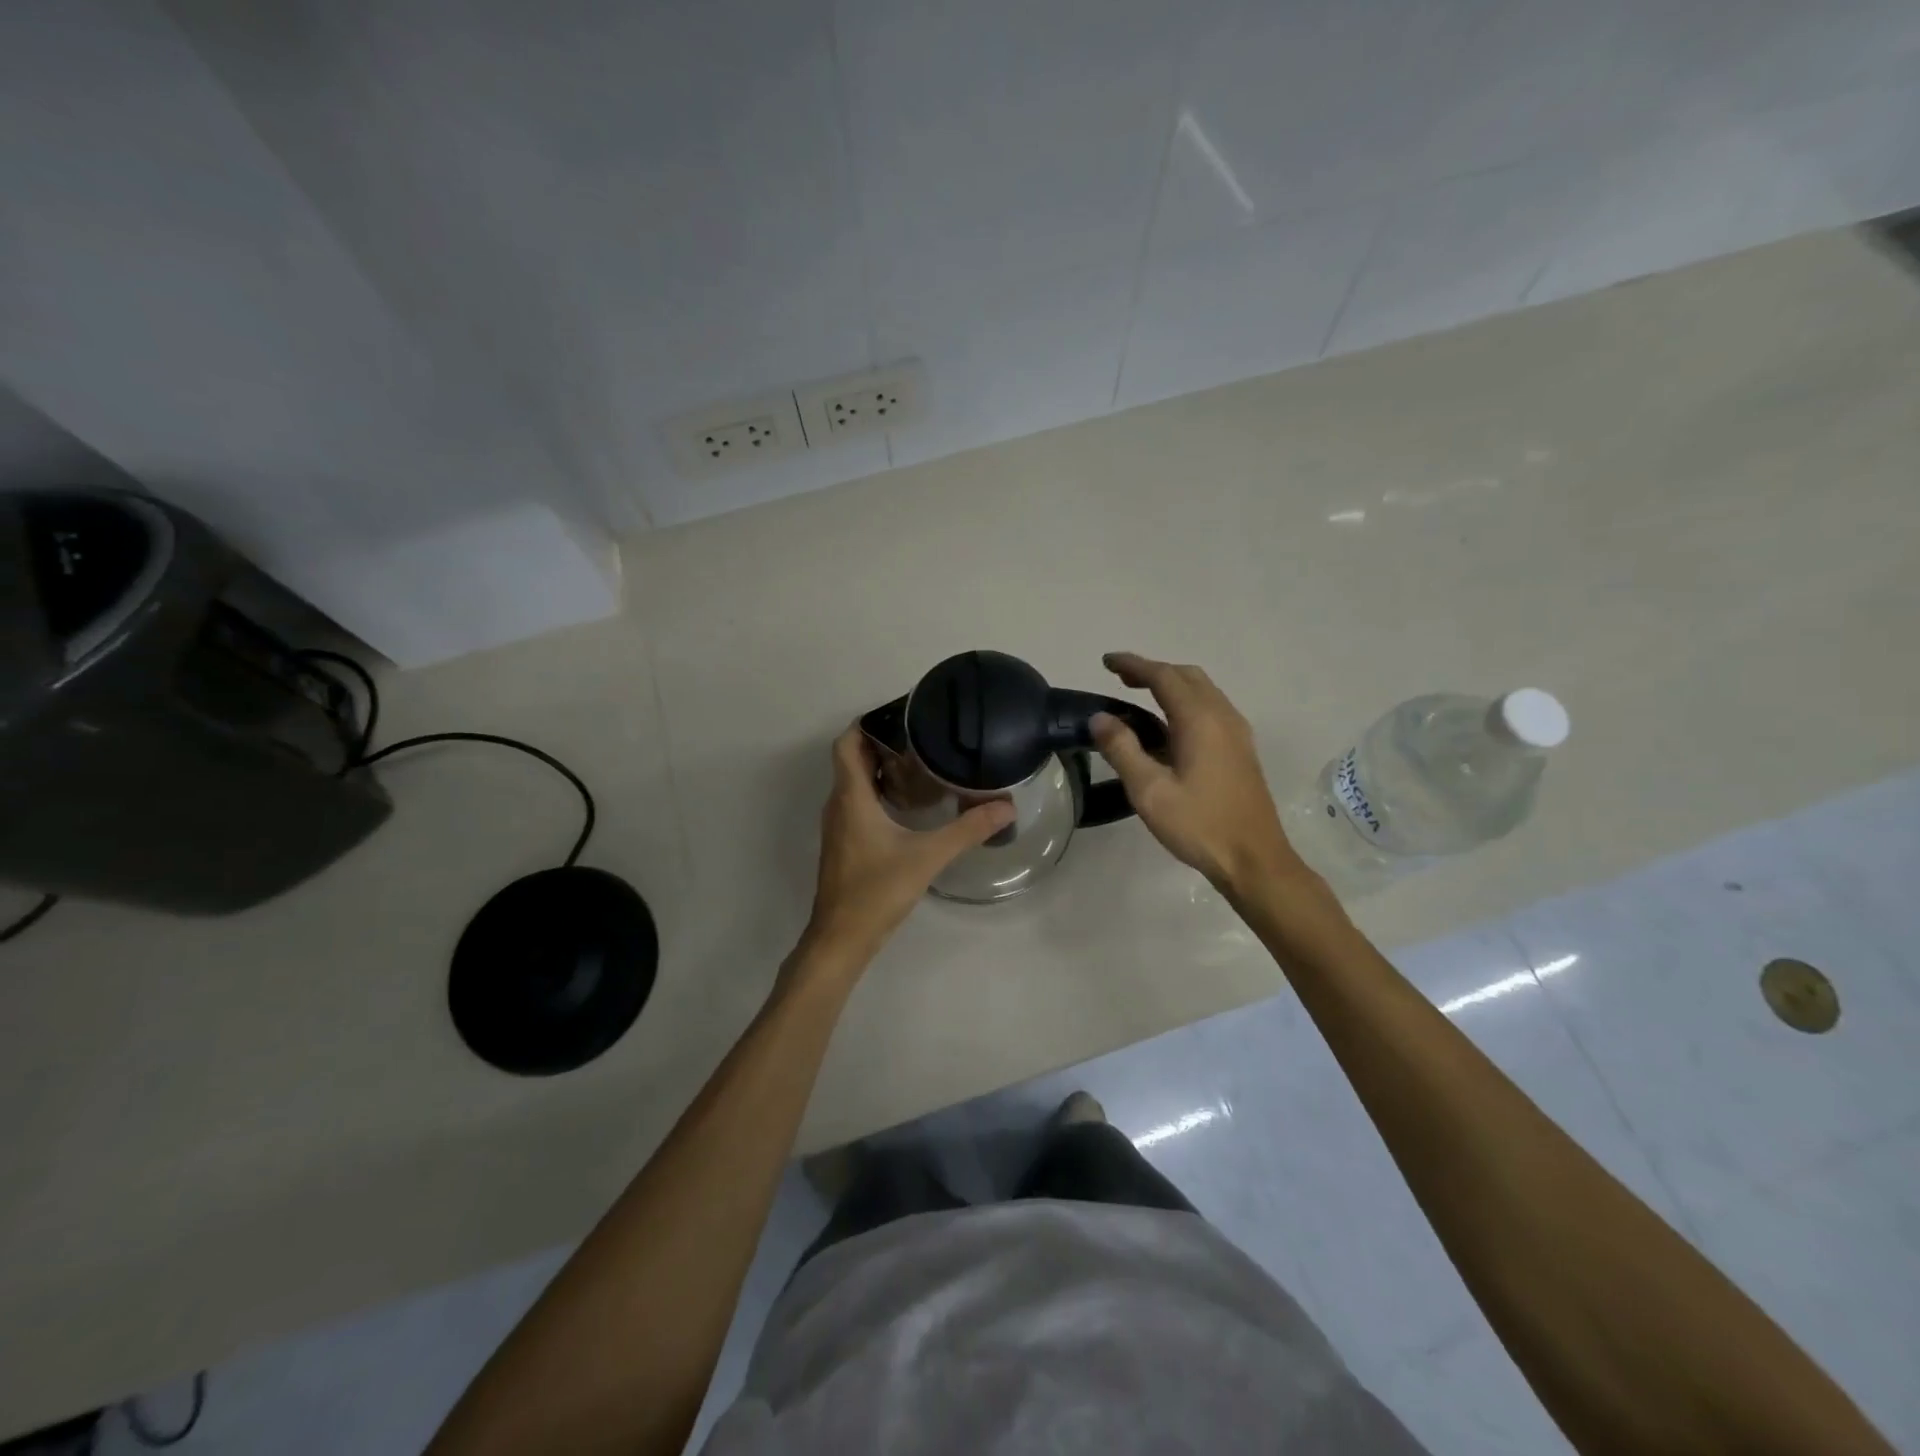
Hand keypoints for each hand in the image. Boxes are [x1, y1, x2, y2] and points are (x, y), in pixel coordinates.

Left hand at [796, 723, 1015, 975]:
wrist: (842, 938)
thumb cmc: (876, 890)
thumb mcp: (927, 856)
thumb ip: (967, 830)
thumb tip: (1006, 807)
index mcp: (851, 797)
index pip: (846, 743)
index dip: (866, 723)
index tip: (900, 716)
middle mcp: (839, 805)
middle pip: (853, 759)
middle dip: (881, 743)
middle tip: (921, 737)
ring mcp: (839, 825)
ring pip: (854, 782)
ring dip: (880, 768)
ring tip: (920, 763)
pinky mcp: (845, 843)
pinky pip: (857, 803)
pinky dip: (878, 792)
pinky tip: (908, 804)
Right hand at [1090, 652, 1303, 896]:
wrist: (1254, 859)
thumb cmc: (1199, 825)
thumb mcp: (1149, 791)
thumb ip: (1122, 749)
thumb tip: (1099, 718)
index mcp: (1200, 720)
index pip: (1163, 676)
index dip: (1133, 665)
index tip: (1106, 661)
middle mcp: (1222, 716)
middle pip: (1186, 676)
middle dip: (1152, 671)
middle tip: (1120, 679)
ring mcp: (1237, 732)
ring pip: (1202, 690)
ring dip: (1171, 685)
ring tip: (1140, 696)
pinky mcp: (1241, 749)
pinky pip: (1211, 708)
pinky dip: (1185, 702)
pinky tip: (1169, 727)